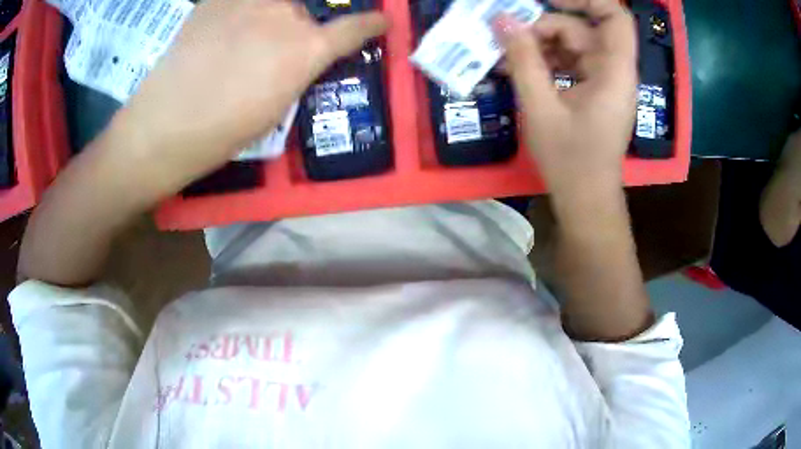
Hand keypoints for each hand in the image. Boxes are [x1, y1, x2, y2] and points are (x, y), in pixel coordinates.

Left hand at [112, 0, 386, 194]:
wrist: (164, 126)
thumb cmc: (222, 133)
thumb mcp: (277, 107)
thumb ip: (301, 69)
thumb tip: (307, 52)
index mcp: (306, 49)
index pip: (355, 27)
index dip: (371, 24)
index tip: (380, 21)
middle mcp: (285, 14)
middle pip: (309, 8)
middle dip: (302, 24)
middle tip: (280, 43)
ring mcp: (249, 1)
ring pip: (276, 1)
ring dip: (272, 14)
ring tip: (246, 39)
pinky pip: (241, 0)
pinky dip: (242, 11)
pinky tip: (225, 30)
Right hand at [494, 0, 636, 193]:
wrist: (586, 199)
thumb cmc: (570, 160)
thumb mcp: (541, 108)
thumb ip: (523, 60)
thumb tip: (502, 20)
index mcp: (614, 71)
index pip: (615, 16)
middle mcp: (614, 70)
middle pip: (584, 28)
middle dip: (545, 27)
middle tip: (509, 38)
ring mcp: (604, 80)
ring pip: (573, 44)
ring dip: (541, 44)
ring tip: (508, 56)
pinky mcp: (594, 90)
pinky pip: (571, 62)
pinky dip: (547, 60)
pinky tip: (521, 69)